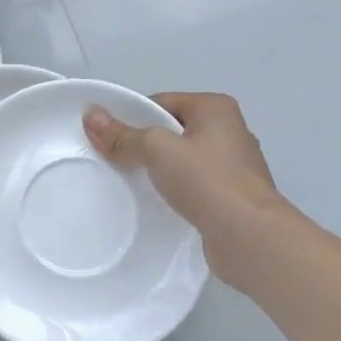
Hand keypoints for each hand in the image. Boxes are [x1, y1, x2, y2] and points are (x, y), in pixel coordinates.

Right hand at [83, 92, 296, 281]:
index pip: (162, 102)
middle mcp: (230, 131)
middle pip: (173, 130)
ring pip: (184, 160)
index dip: (132, 116)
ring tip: (132, 184)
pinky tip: (159, 205)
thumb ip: (123, 135)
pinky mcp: (233, 197)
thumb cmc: (206, 181)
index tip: (108, 137)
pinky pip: (195, 186)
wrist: (250, 238)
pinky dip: (177, 192)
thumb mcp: (157, 150)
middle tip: (114, 161)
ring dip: (161, 171)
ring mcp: (235, 167)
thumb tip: (91, 115)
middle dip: (145, 145)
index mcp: (216, 108)